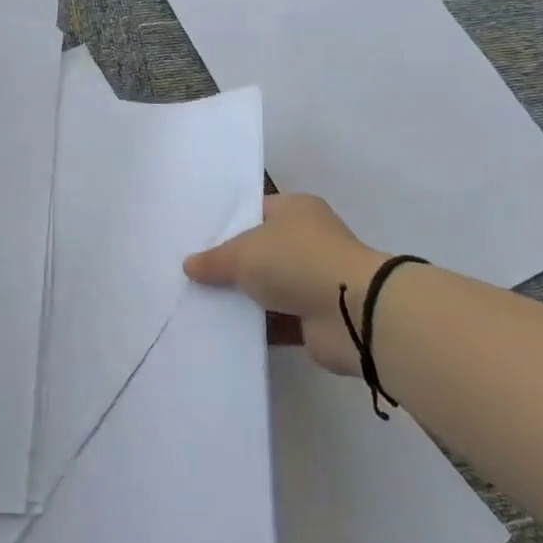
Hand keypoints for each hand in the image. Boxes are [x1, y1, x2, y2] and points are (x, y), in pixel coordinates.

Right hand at [185, 193, 386, 377]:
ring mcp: (314, 278)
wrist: (352, 312)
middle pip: (260, 250)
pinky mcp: (316, 316)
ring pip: (268, 286)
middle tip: (192, 275)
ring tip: (199, 305)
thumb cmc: (296, 261)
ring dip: (244, 299)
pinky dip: (257, 327)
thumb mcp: (244, 253)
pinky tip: (224, 332)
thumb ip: (215, 260)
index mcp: (295, 210)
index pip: (255, 210)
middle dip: (231, 264)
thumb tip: (189, 265)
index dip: (227, 224)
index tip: (196, 240)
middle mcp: (307, 239)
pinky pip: (278, 319)